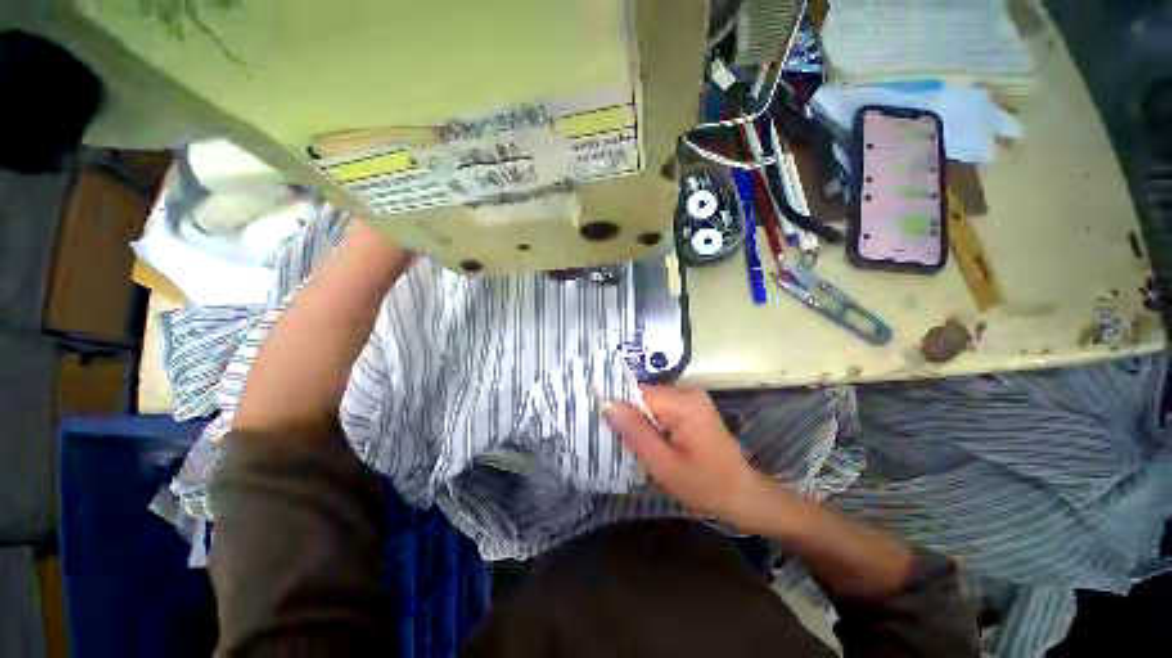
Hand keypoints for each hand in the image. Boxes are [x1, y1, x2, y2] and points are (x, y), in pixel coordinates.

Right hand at [604, 385, 765, 523]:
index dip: (618, 408)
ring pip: (650, 402)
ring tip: (634, 444)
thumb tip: (606, 404)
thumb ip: (635, 431)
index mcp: (682, 402)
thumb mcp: (663, 463)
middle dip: (630, 416)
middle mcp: (686, 390)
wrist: (742, 495)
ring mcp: (691, 397)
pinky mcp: (692, 406)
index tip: (603, 426)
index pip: (636, 392)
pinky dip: (652, 421)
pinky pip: (661, 407)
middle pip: (643, 395)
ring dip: (640, 420)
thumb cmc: (704, 484)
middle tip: (620, 442)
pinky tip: (651, 441)